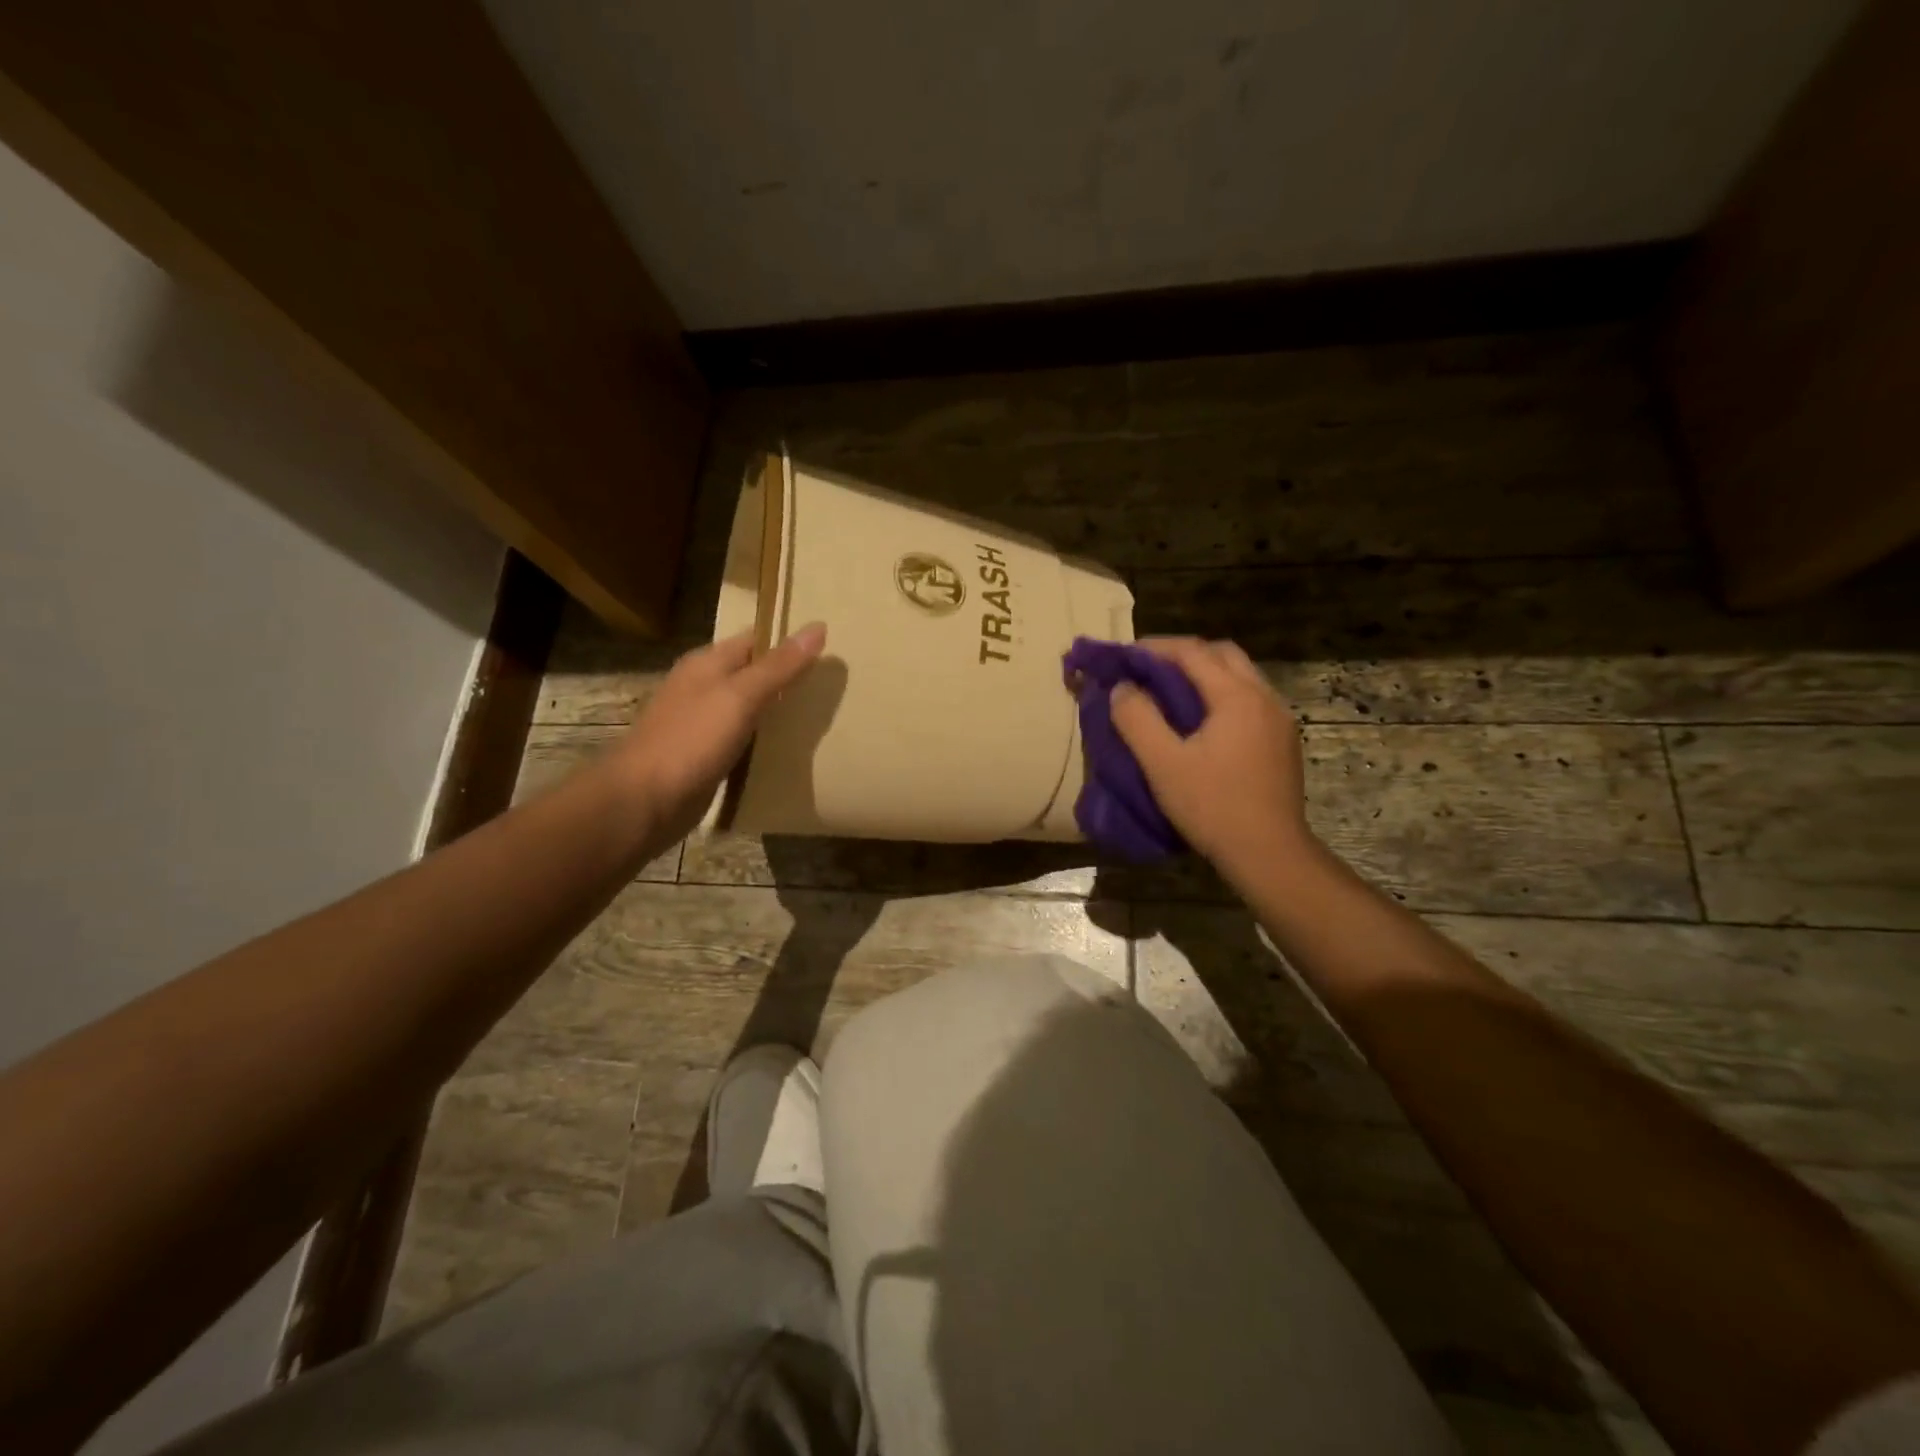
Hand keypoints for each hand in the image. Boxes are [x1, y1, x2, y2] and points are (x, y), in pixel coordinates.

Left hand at [610, 623, 826, 843]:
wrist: (645, 801)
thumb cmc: (692, 740)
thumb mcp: (741, 696)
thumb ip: (779, 666)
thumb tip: (818, 627)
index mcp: (707, 663)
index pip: (756, 640)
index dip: (789, 641)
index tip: (830, 649)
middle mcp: (703, 687)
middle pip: (753, 674)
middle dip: (789, 678)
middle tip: (832, 685)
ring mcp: (702, 723)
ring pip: (750, 708)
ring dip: (779, 711)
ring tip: (822, 715)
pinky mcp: (706, 755)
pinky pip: (744, 739)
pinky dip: (765, 740)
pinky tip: (790, 749)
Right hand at [1109, 637, 1312, 879]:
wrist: (1269, 854)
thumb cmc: (1212, 806)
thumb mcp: (1162, 763)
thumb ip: (1137, 719)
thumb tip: (1122, 688)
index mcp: (1236, 696)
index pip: (1192, 652)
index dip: (1154, 648)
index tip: (1124, 656)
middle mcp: (1264, 697)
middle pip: (1222, 654)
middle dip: (1183, 654)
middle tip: (1148, 670)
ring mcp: (1279, 720)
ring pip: (1240, 676)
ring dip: (1205, 674)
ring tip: (1170, 693)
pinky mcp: (1283, 742)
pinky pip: (1250, 700)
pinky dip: (1221, 695)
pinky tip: (1202, 722)